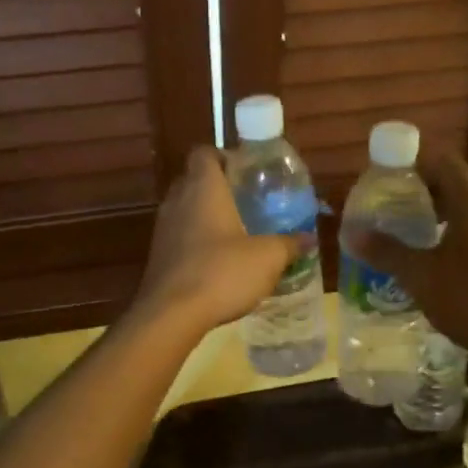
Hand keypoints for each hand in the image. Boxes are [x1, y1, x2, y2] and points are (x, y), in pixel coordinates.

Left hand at [133, 146, 304, 332]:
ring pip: (186, 209)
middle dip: (219, 188)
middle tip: (247, 202)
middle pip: (194, 180)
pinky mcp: (158, 255)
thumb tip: (309, 239)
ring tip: (237, 233)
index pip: (204, 153)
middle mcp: (178, 200)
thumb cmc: (221, 272)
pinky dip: (197, 241)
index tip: (245, 171)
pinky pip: (179, 236)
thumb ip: (289, 245)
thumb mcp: (267, 258)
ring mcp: (163, 229)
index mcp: (203, 188)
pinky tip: (219, 261)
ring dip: (207, 216)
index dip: (223, 156)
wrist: (171, 314)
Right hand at [346, 150, 467, 365]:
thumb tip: (352, 234)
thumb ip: (386, 251)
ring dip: (448, 219)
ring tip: (419, 241)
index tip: (390, 180)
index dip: (414, 165)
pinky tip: (451, 265)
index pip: (442, 161)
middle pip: (459, 186)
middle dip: (427, 196)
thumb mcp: (419, 276)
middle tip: (396, 214)